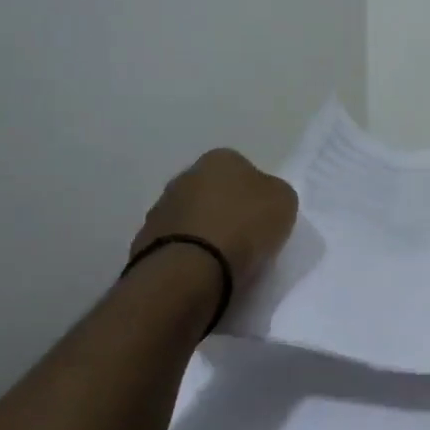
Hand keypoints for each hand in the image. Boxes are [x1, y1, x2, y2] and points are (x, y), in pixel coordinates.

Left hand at [132, 148, 298, 297]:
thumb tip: (262, 199)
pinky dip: (188, 253)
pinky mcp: (145, 240)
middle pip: (212, 192)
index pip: (242, 169)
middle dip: (225, 210)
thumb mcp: (283, 202)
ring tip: (221, 259)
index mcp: (220, 158)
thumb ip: (274, 193)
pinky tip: (201, 271)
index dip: (255, 194)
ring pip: (191, 217)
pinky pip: (176, 244)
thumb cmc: (244, 227)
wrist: (190, 268)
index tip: (263, 218)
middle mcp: (185, 175)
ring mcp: (160, 208)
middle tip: (244, 237)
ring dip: (203, 232)